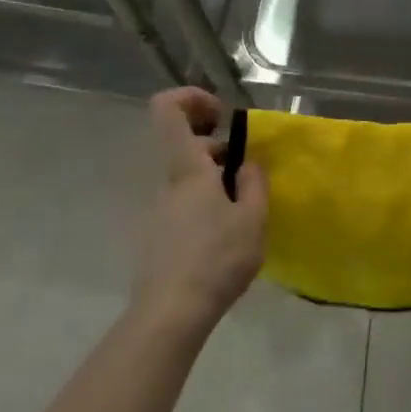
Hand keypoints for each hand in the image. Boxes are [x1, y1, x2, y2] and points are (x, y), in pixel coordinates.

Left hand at [134, 88, 266, 331]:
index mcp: (187, 169)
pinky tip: (226, 238)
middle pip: (185, 145)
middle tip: (247, 174)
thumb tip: (246, 163)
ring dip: (216, 182)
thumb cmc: (217, 259)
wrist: (171, 313)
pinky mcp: (157, 235)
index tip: (223, 116)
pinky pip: (184, 205)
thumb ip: (253, 183)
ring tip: (244, 213)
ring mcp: (158, 210)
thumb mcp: (252, 219)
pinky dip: (206, 207)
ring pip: (187, 178)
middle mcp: (166, 182)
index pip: (168, 110)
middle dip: (219, 149)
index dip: (192, 98)